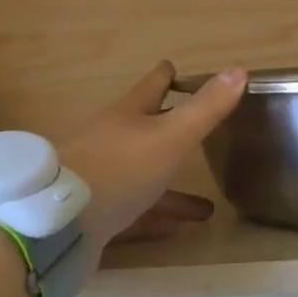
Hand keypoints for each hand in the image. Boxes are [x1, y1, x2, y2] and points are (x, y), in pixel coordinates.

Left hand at [60, 61, 246, 256]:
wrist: (57, 224)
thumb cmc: (119, 169)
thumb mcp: (171, 136)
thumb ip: (206, 108)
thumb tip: (239, 69)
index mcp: (126, 115)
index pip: (150, 87)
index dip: (165, 76)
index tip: (172, 66)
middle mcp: (109, 141)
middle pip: (145, 131)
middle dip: (171, 132)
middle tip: (196, 133)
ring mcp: (98, 179)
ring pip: (142, 177)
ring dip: (171, 188)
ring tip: (205, 208)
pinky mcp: (92, 215)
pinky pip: (131, 213)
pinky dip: (154, 217)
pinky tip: (174, 230)